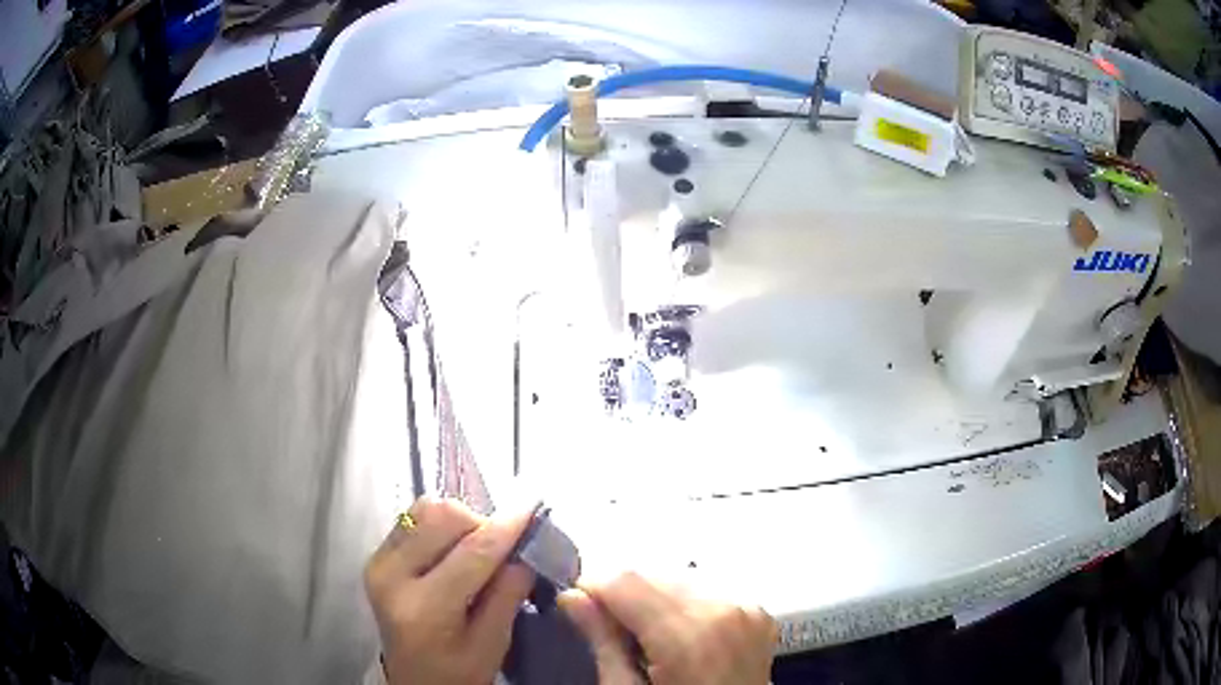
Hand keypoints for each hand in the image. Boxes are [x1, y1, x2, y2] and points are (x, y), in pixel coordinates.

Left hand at [364, 497, 536, 684]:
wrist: (414, 681)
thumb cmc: (458, 672)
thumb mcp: (493, 644)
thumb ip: (508, 595)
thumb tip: (526, 551)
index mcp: (423, 609)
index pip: (471, 554)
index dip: (505, 528)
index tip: (532, 512)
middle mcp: (391, 576)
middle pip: (441, 517)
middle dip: (480, 522)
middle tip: (502, 547)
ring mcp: (378, 562)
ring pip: (424, 510)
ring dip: (459, 521)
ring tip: (477, 548)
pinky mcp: (376, 556)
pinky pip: (412, 519)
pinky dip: (440, 525)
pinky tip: (453, 550)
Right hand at [559, 572, 776, 684]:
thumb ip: (603, 643)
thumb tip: (572, 597)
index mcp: (689, 635)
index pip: (626, 579)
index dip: (593, 589)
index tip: (578, 607)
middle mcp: (725, 609)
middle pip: (653, 573)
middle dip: (624, 593)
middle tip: (612, 630)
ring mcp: (748, 608)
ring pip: (679, 575)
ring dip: (654, 595)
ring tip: (647, 635)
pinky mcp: (758, 612)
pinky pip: (709, 587)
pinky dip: (684, 601)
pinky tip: (678, 632)